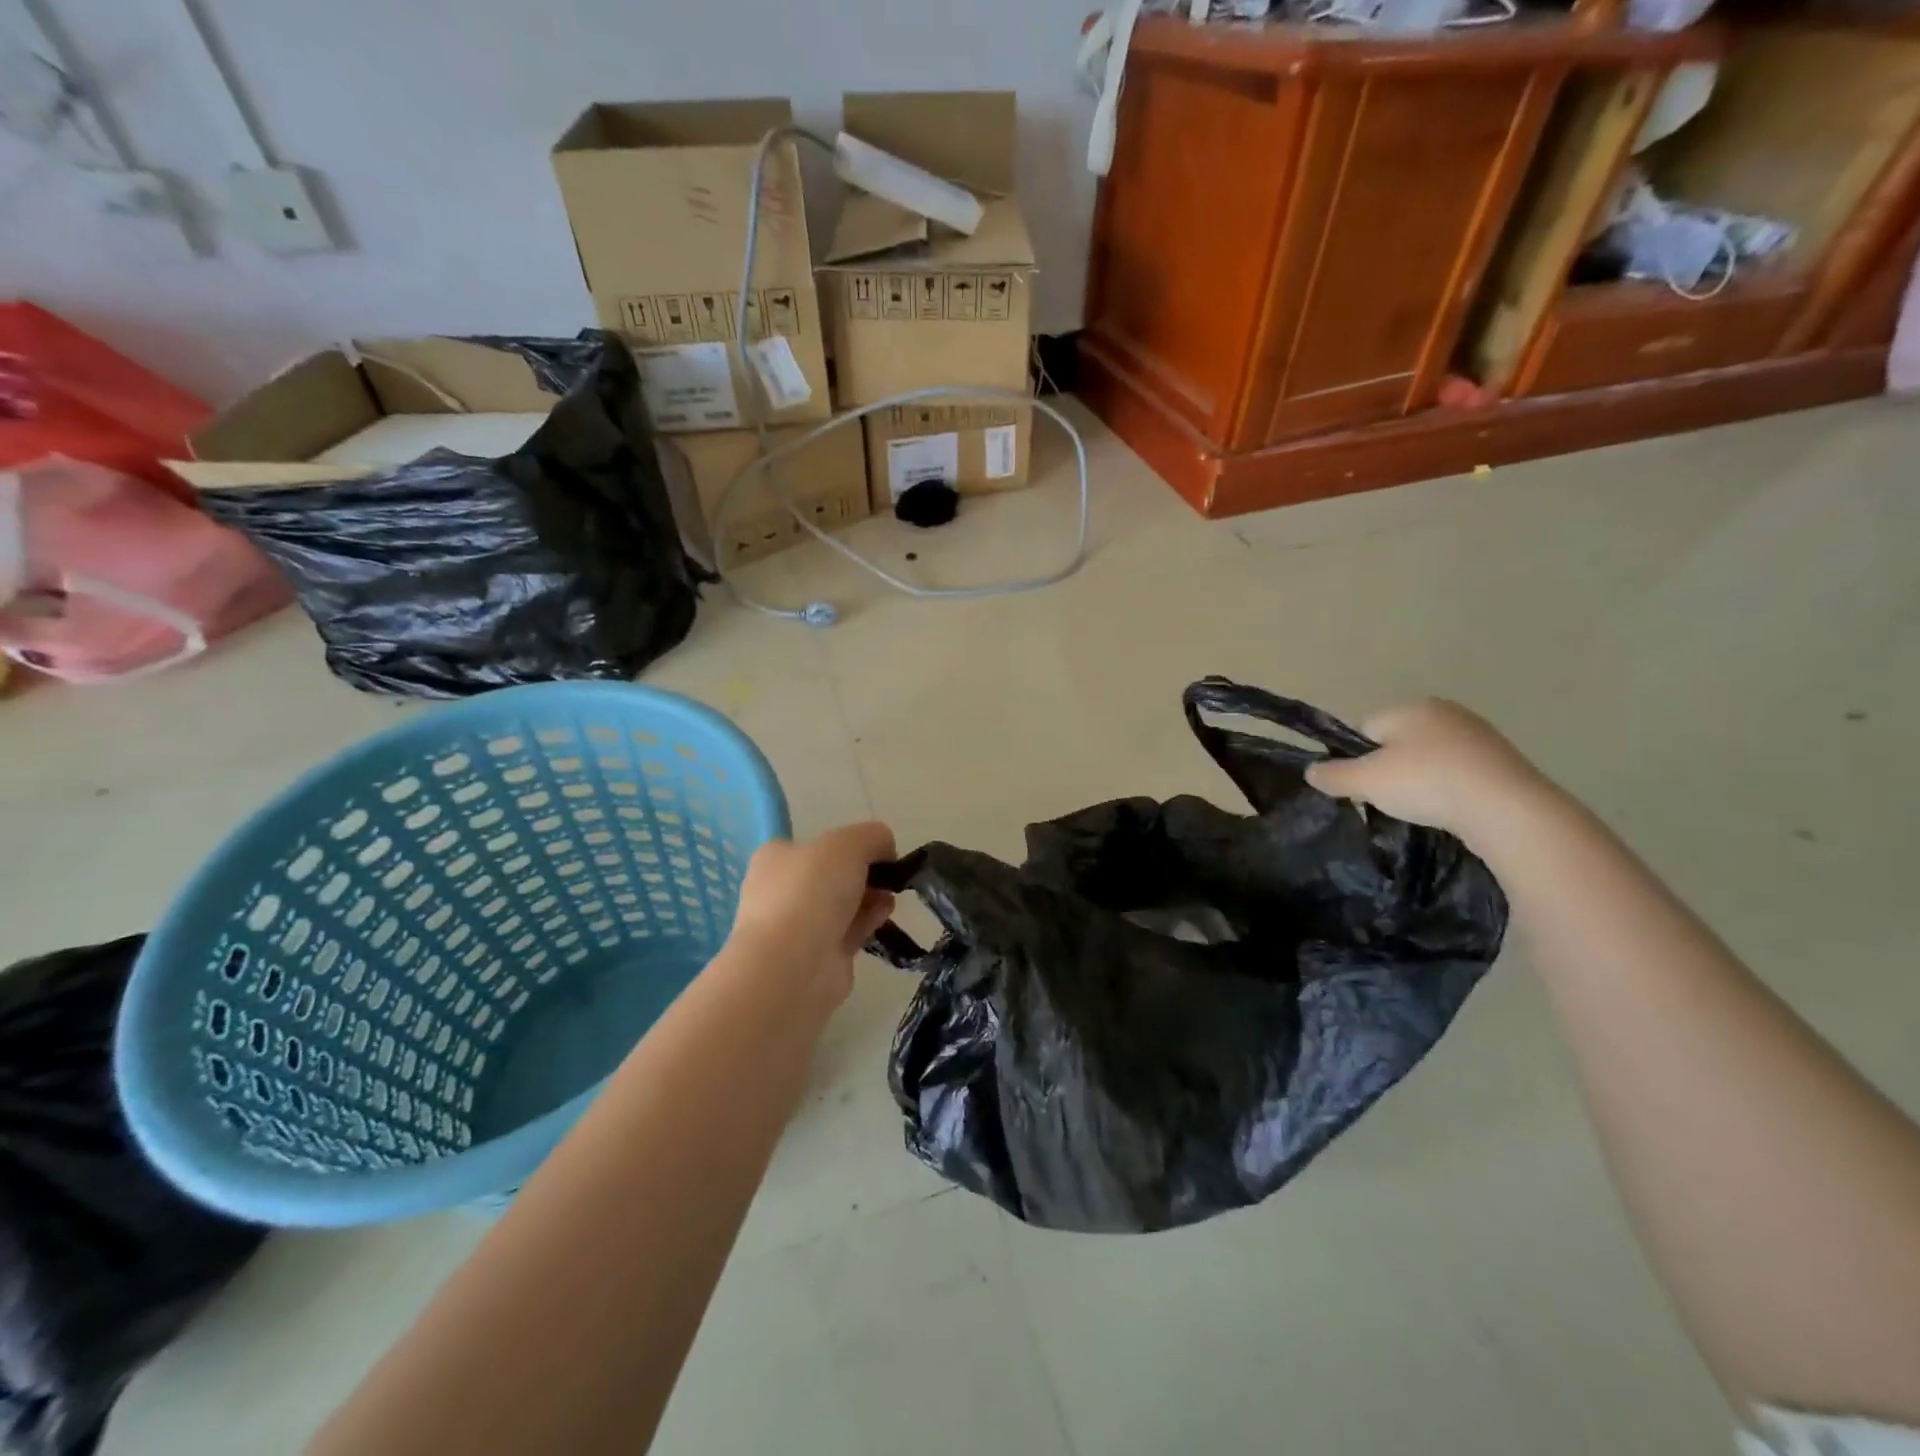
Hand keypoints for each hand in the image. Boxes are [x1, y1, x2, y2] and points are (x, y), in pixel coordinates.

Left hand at [724, 822, 897, 1008]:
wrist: (793, 965)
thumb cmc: (812, 891)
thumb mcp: (849, 844)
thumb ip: (872, 836)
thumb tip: (885, 848)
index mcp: (775, 859)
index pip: (813, 845)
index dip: (848, 844)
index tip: (877, 851)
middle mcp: (781, 892)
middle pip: (830, 876)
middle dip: (863, 874)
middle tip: (887, 875)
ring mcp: (797, 928)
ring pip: (840, 906)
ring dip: (868, 898)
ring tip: (890, 898)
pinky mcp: (816, 957)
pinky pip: (847, 933)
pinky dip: (867, 922)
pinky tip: (884, 916)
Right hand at [1304, 699, 1555, 846]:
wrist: (1507, 808)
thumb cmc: (1426, 784)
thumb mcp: (1366, 781)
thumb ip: (1333, 775)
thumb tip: (1310, 771)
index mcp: (1409, 708)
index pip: (1365, 728)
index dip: (1357, 758)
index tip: (1363, 786)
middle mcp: (1444, 711)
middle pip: (1398, 742)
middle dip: (1390, 768)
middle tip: (1390, 799)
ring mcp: (1479, 734)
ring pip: (1430, 757)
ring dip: (1422, 779)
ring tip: (1423, 808)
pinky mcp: (1503, 760)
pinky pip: (1460, 772)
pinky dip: (1450, 788)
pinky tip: (1451, 809)